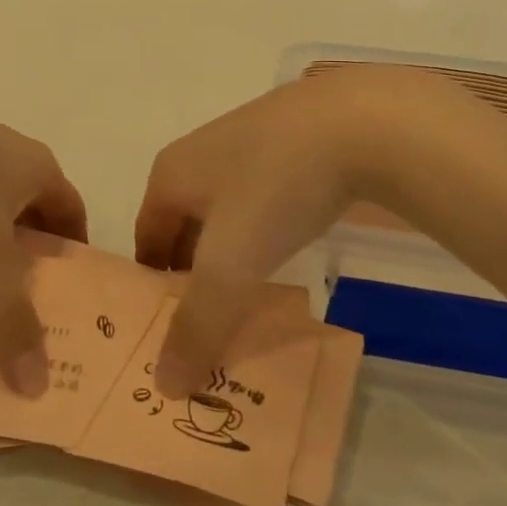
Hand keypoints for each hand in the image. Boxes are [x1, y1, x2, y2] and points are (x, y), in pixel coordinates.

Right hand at [136, 68, 489, 396]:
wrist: (361, 120)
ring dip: (230, 254)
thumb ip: (197, 325)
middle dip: (193, 275)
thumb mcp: (230, 264)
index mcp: (170, 174)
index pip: (146, 242)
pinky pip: (261, 197)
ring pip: (224, 213)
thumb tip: (163, 386)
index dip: (152, 288)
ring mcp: (245, 142)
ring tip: (252, 294)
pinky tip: (289, 248)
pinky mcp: (289, 140)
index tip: (170, 331)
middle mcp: (198, 154)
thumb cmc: (275, 187)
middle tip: (212, 322)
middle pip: (183, 228)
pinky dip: (264, 229)